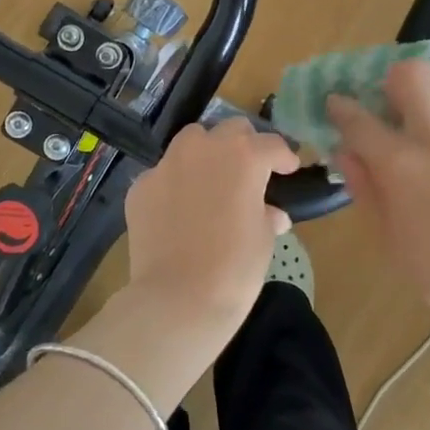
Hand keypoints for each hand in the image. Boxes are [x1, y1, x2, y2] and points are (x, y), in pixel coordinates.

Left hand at [123, 119, 298, 342]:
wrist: (178, 299)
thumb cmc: (234, 268)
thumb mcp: (263, 239)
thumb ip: (267, 214)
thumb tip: (271, 213)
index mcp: (244, 156)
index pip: (271, 144)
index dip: (284, 157)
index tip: (288, 170)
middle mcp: (204, 148)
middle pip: (231, 129)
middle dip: (245, 145)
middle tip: (250, 171)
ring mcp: (167, 164)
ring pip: (192, 140)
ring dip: (207, 152)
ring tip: (212, 180)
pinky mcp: (141, 186)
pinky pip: (164, 174)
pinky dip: (176, 183)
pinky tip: (179, 210)